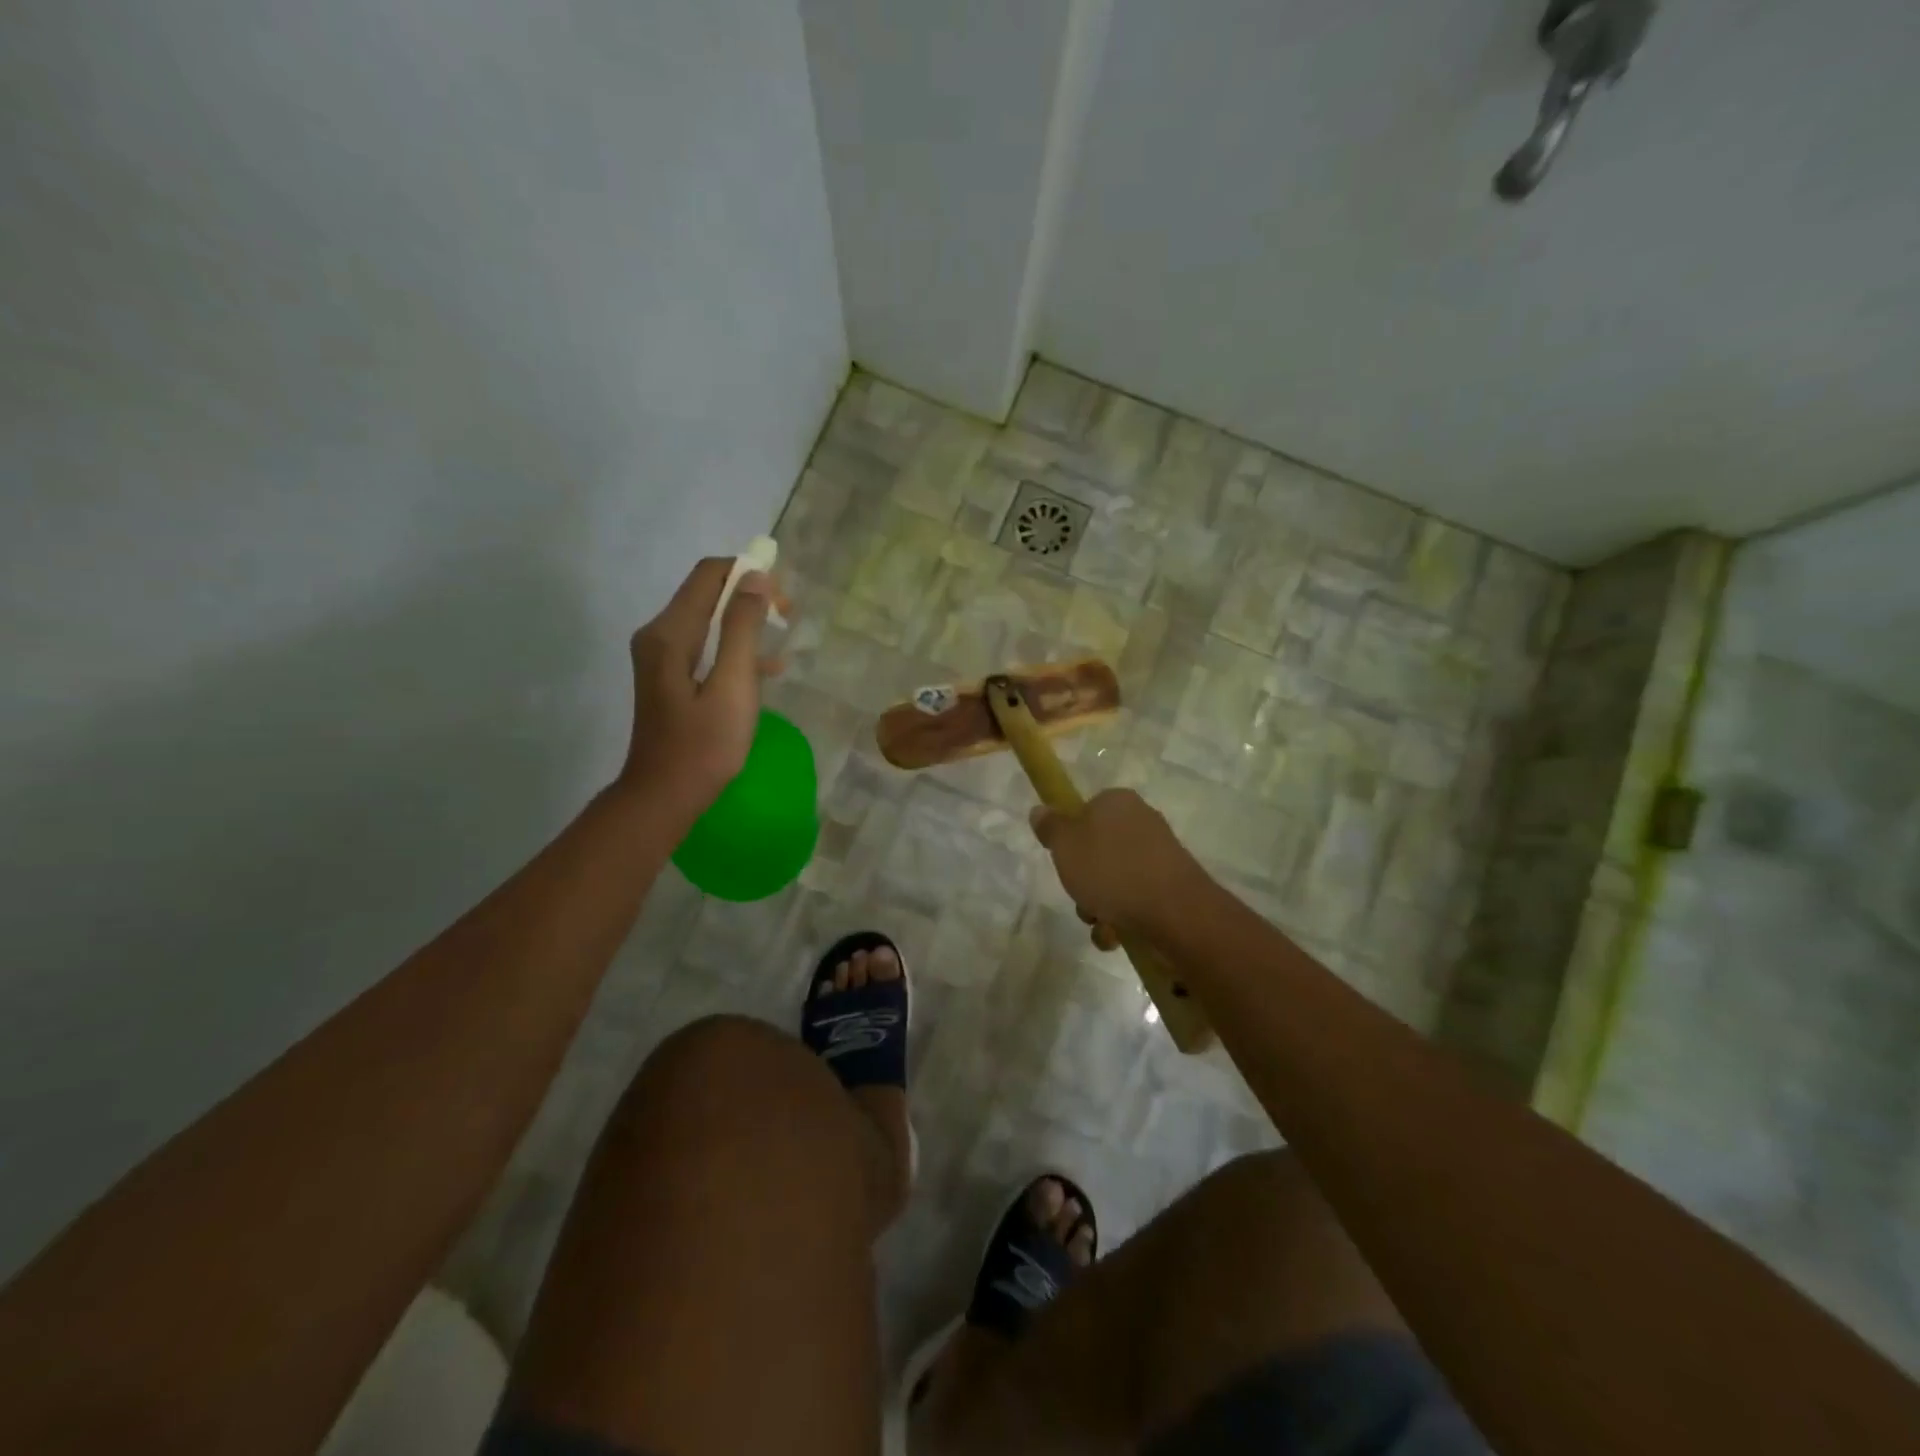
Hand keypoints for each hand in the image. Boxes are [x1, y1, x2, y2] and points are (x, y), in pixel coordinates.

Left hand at [618, 557, 782, 813]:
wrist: (664, 795)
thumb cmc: (704, 744)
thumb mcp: (733, 685)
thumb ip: (742, 629)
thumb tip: (756, 578)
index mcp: (670, 632)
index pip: (709, 575)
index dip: (748, 574)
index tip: (782, 599)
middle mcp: (659, 635)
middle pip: (708, 594)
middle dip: (750, 598)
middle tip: (788, 619)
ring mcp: (662, 657)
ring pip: (709, 621)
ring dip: (746, 625)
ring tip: (783, 643)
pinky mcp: (670, 678)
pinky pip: (706, 648)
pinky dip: (734, 650)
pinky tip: (766, 670)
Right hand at [1029, 789, 1209, 943]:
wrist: (1174, 912)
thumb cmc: (1111, 870)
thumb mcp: (1065, 845)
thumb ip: (1050, 827)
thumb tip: (1040, 810)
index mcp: (1117, 802)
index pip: (1085, 810)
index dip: (1070, 837)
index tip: (1063, 860)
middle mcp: (1141, 821)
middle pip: (1098, 849)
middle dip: (1084, 879)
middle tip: (1079, 895)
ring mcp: (1160, 854)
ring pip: (1115, 878)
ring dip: (1100, 904)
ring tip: (1100, 924)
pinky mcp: (1172, 884)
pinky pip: (1136, 898)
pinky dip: (1122, 917)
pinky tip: (1117, 935)